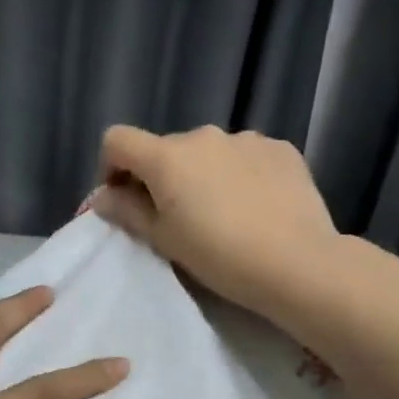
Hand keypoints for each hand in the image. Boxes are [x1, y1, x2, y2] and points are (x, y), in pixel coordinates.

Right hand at [91, 125, 338, 321]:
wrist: (296, 262)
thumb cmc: (218, 256)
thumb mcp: (163, 240)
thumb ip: (127, 212)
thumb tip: (102, 196)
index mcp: (168, 157)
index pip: (117, 140)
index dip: (111, 167)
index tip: (123, 199)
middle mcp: (204, 136)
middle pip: (165, 149)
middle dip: (160, 177)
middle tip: (174, 219)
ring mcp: (246, 139)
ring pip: (207, 153)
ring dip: (201, 176)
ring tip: (219, 214)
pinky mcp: (280, 149)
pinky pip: (244, 157)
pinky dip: (237, 175)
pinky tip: (252, 207)